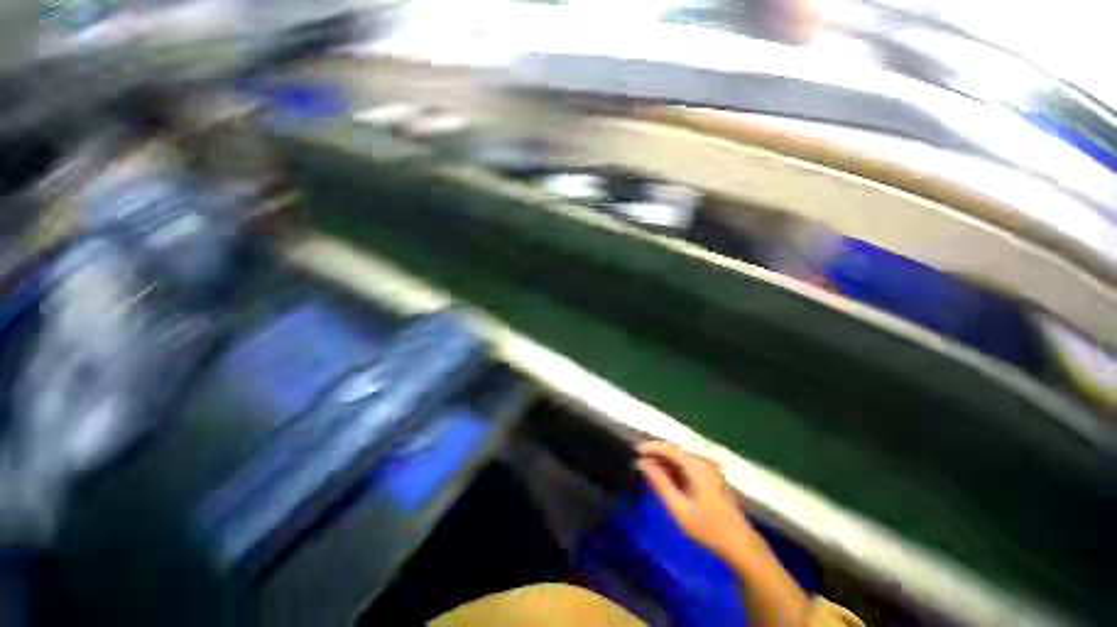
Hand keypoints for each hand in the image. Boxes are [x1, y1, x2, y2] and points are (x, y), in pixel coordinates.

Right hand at [635, 441, 759, 565]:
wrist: (740, 545)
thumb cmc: (708, 528)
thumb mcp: (679, 508)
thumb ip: (660, 484)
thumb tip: (643, 464)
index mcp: (697, 467)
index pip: (670, 449)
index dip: (651, 447)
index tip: (635, 450)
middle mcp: (703, 463)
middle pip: (675, 452)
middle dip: (656, 455)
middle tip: (638, 462)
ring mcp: (709, 471)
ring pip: (681, 460)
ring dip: (664, 463)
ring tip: (647, 470)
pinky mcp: (710, 480)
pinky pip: (687, 468)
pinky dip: (674, 470)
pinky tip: (665, 479)